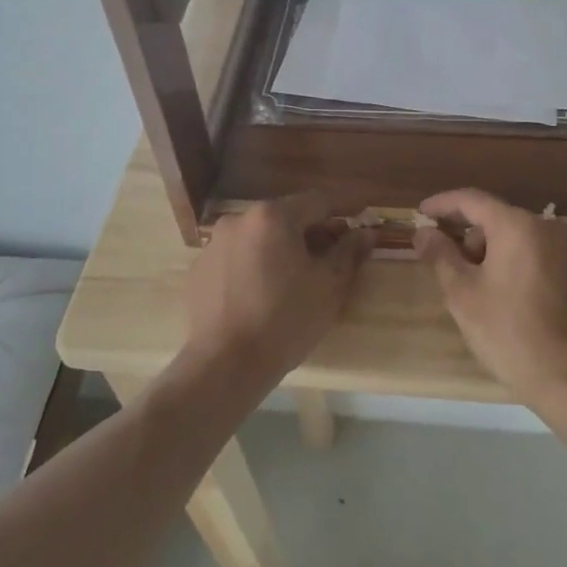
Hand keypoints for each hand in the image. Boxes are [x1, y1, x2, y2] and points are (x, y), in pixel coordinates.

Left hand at [183, 193, 370, 384]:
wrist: (224, 365)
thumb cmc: (285, 321)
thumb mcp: (329, 286)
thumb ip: (349, 252)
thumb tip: (366, 231)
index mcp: (273, 216)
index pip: (319, 201)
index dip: (344, 211)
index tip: (360, 223)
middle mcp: (239, 219)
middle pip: (287, 217)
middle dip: (312, 232)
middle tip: (332, 258)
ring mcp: (214, 244)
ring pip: (260, 237)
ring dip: (282, 249)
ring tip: (296, 280)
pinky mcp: (199, 270)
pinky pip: (237, 258)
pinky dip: (255, 266)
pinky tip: (263, 296)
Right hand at [414, 189, 566, 409]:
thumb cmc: (508, 332)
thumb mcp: (462, 294)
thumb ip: (440, 255)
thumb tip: (423, 232)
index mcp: (517, 226)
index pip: (472, 200)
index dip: (443, 204)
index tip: (422, 213)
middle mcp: (550, 229)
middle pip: (499, 221)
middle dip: (472, 238)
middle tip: (452, 269)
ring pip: (524, 241)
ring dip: (499, 255)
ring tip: (485, 291)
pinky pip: (547, 261)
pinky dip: (526, 269)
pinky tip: (518, 303)